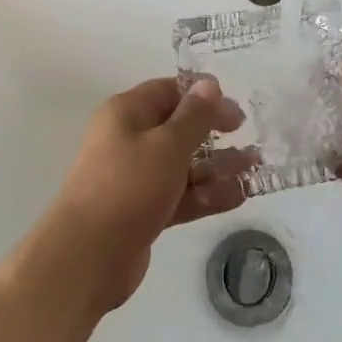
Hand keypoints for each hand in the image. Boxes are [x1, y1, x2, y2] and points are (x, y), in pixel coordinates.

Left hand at [46, 77, 253, 311]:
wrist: (87, 258)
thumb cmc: (127, 186)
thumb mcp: (167, 145)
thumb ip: (194, 116)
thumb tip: (210, 84)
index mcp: (126, 113)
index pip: (168, 91)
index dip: (202, 95)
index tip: (234, 108)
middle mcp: (129, 140)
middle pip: (177, 128)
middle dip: (214, 133)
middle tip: (248, 138)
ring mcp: (135, 178)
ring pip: (182, 164)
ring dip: (216, 166)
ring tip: (253, 168)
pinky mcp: (142, 211)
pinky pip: (179, 195)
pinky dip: (205, 194)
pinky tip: (238, 196)